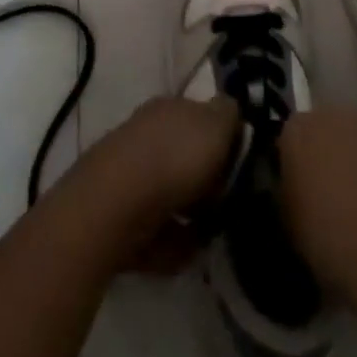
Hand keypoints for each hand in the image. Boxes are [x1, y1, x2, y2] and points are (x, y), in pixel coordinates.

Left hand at [66, 96, 240, 272]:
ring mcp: (133, 172)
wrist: (116, 205)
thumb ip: (229, 115)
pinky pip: (159, 227)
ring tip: (209, 233)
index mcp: (170, 107)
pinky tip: (185, 249)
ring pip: (174, 193)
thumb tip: (231, 112)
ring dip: (193, 215)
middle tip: (227, 204)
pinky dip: (173, 239)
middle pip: (188, 157)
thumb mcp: (215, 125)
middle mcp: (150, 134)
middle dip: (208, 183)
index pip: (202, 117)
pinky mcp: (122, 212)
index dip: (224, 141)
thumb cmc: (175, 160)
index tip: (240, 167)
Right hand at [278, 108, 356, 297]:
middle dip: (331, 158)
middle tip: (335, 200)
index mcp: (298, 130)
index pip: (290, 139)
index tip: (302, 195)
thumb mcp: (289, 223)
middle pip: (328, 132)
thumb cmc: (330, 238)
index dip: (297, 167)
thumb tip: (293, 192)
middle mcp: (334, 115)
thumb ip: (287, 195)